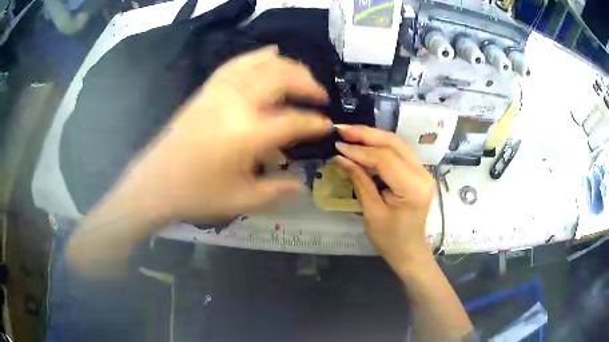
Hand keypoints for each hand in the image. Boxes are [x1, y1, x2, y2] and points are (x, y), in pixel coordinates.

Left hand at [111, 46, 330, 221]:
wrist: (156, 184)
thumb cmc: (197, 195)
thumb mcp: (242, 201)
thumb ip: (276, 191)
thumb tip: (301, 184)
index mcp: (247, 136)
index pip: (293, 121)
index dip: (315, 123)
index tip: (327, 125)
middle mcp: (236, 106)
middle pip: (280, 79)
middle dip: (307, 84)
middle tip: (320, 95)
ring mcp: (219, 94)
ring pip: (260, 66)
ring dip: (287, 66)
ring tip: (302, 74)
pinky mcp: (206, 92)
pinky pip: (236, 65)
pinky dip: (257, 56)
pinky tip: (270, 53)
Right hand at [334, 125, 435, 276]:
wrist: (409, 251)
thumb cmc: (390, 239)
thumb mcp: (372, 212)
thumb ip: (359, 181)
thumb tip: (340, 157)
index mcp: (414, 188)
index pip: (385, 159)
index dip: (359, 151)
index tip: (338, 146)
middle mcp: (423, 174)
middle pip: (394, 143)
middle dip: (366, 134)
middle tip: (342, 129)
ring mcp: (423, 171)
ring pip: (397, 144)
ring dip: (373, 136)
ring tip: (350, 133)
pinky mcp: (418, 172)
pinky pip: (398, 152)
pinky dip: (380, 146)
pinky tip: (364, 144)